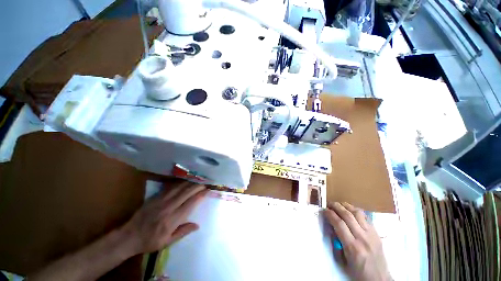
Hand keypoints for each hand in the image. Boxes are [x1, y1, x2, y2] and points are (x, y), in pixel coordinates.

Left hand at [122, 182, 207, 254]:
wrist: (129, 236)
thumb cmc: (150, 241)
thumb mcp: (167, 242)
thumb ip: (183, 232)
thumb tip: (198, 225)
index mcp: (172, 219)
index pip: (191, 203)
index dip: (200, 195)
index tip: (208, 190)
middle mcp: (168, 207)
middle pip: (187, 192)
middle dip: (198, 186)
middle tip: (205, 183)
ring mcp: (161, 200)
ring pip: (179, 187)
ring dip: (190, 182)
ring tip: (198, 180)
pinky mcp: (156, 197)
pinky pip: (170, 187)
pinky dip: (180, 183)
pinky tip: (185, 181)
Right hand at [323, 202, 389, 280]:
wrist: (379, 280)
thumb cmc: (357, 273)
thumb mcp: (342, 261)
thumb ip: (336, 243)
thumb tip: (331, 227)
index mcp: (353, 247)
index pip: (339, 224)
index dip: (330, 214)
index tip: (324, 210)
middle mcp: (363, 238)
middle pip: (348, 215)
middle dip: (336, 207)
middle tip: (329, 204)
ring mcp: (372, 235)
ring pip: (358, 213)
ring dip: (347, 206)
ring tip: (339, 204)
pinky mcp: (377, 233)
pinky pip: (366, 217)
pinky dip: (357, 211)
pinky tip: (351, 210)